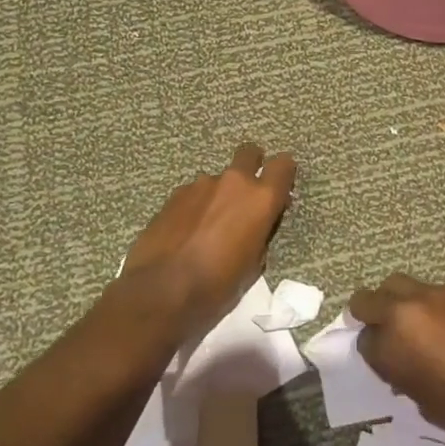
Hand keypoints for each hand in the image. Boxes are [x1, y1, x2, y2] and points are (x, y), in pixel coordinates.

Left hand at [119, 143, 295, 336]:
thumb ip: (259, 236)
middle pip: (249, 153)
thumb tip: (255, 227)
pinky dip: (196, 206)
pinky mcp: (174, 195)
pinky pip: (194, 193)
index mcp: (260, 200)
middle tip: (246, 195)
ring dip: (219, 195)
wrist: (160, 293)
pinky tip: (186, 232)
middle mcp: (233, 183)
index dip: (284, 173)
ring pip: (218, 179)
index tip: (280, 189)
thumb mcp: (252, 267)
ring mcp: (200, 185)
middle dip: (252, 165)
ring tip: (208, 226)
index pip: (283, 165)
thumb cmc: (217, 287)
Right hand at [350, 275, 444, 445]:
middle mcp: (410, 309)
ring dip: (399, 303)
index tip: (389, 367)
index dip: (375, 356)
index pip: (364, 341)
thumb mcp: (435, 410)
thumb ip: (409, 382)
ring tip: (419, 328)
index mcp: (396, 344)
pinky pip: (435, 291)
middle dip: (371, 316)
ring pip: (400, 285)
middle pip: (369, 299)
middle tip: (387, 337)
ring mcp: (439, 293)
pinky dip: (433, 305)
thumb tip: (406, 369)